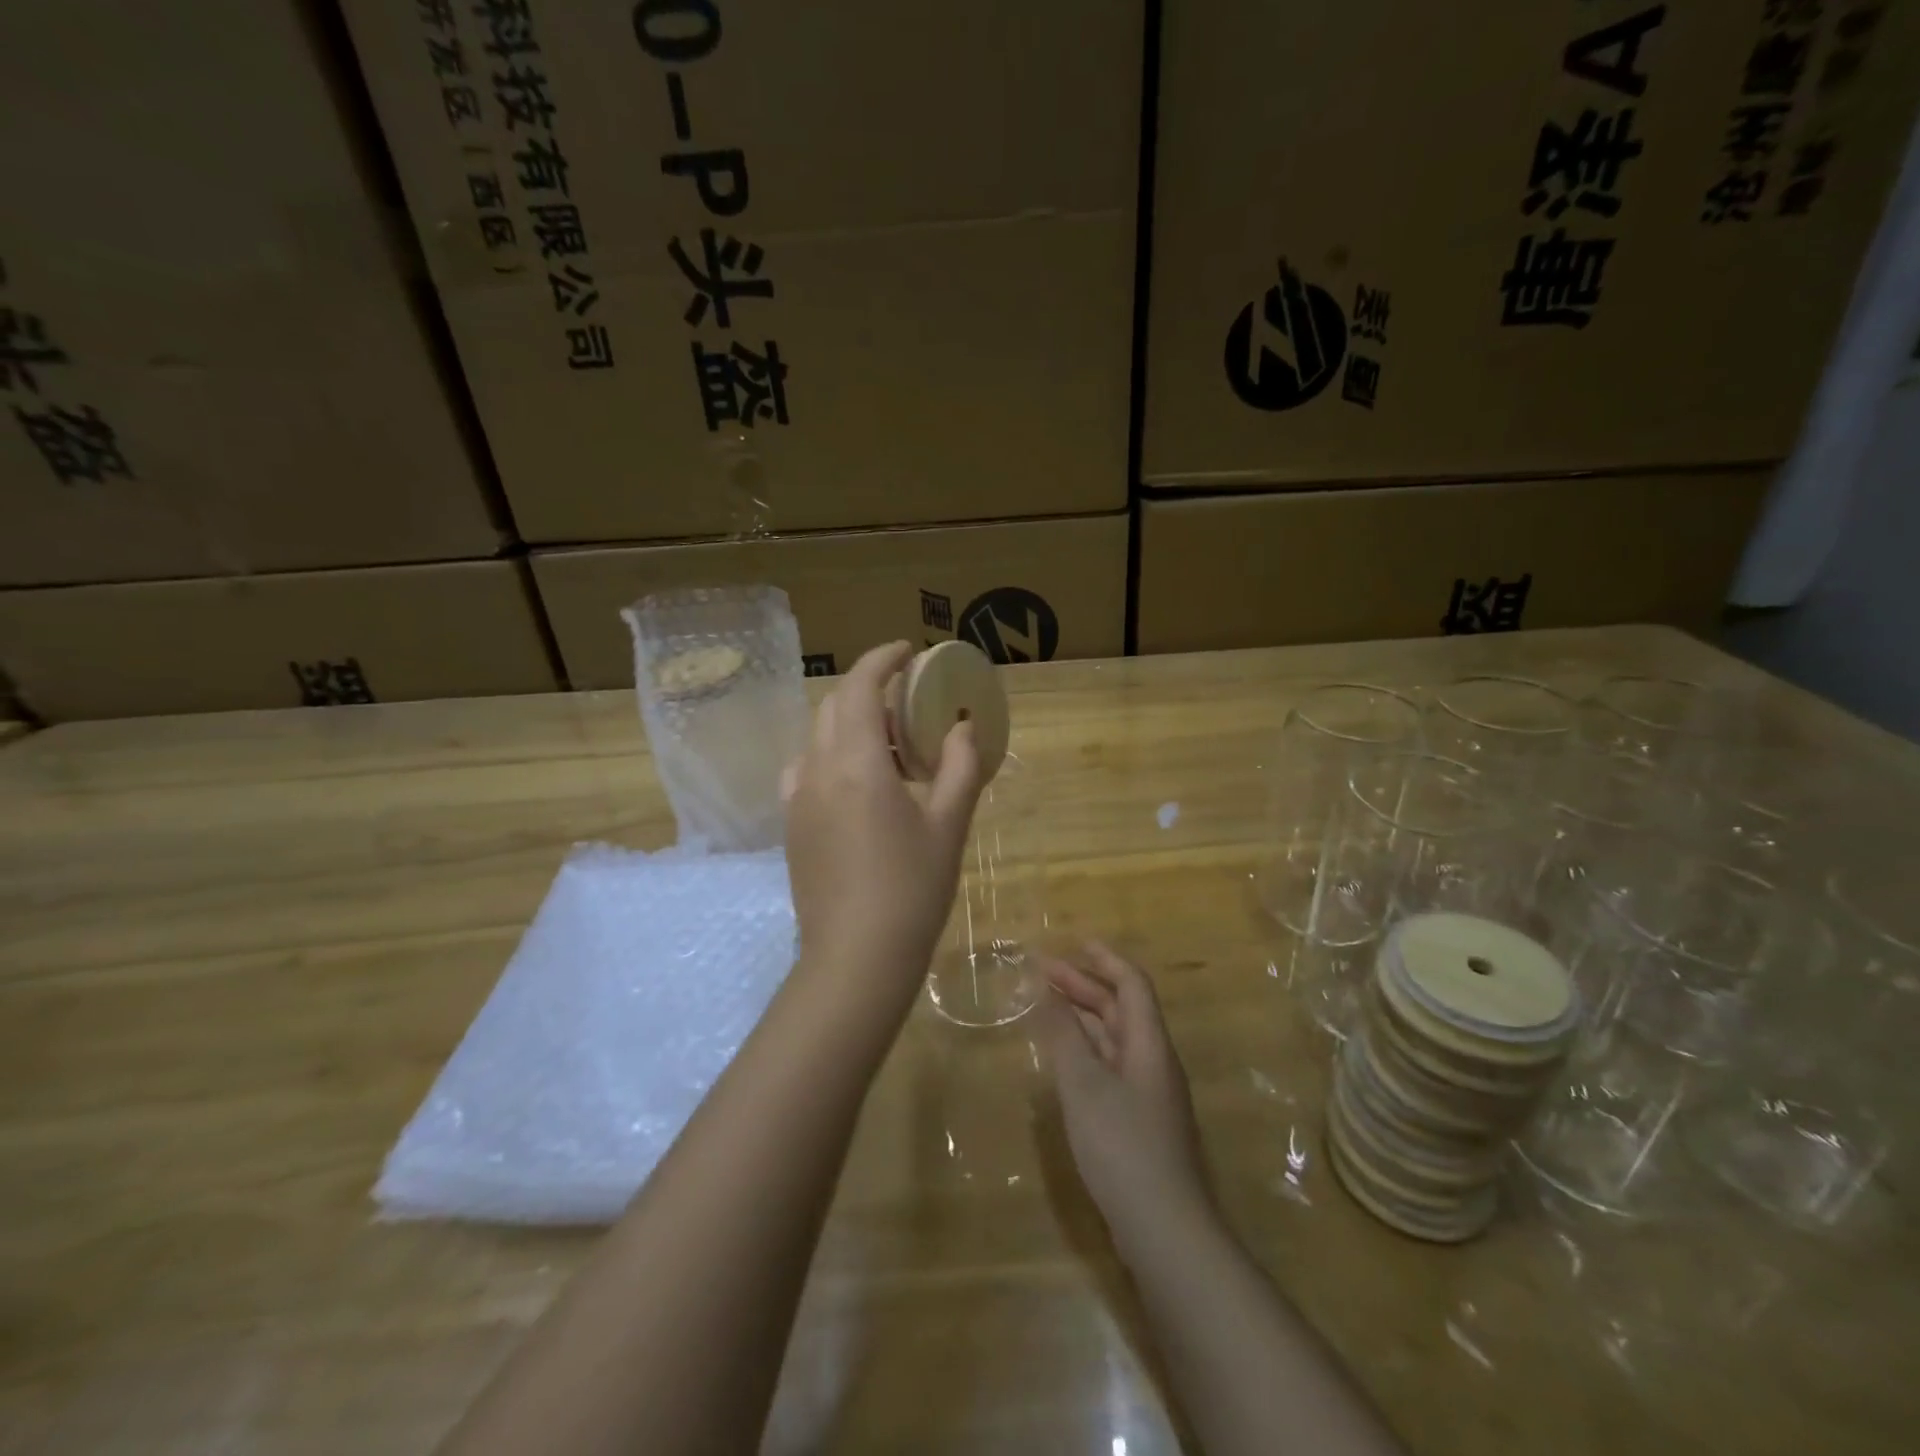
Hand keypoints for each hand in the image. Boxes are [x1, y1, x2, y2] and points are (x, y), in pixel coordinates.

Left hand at [783, 641, 983, 1006]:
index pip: (860, 687)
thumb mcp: (948, 825)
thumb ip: (960, 767)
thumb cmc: (912, 889)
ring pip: (818, 737)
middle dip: (868, 688)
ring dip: (850, 723)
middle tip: (908, 700)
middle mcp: (818, 770)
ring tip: (889, 745)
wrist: (856, 958)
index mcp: (858, 764)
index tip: (907, 651)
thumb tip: (964, 726)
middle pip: (835, 707)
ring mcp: (797, 798)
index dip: (881, 659)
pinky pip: (807, 769)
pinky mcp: (791, 825)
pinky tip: (858, 783)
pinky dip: (832, 755)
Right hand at [1039, 942, 1214, 1256]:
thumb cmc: (1122, 1145)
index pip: (1132, 984)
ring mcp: (1148, 1093)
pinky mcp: (1138, 1120)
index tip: (1074, 943)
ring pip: (1114, 1038)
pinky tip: (1062, 1058)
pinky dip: (1085, 1050)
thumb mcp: (1084, 1085)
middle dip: (1084, 985)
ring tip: (1045, 1005)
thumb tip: (1046, 992)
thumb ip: (1063, 1036)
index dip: (1105, 960)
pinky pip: (1110, 1066)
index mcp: (1148, 1044)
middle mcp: (1152, 1061)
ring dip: (1082, 1017)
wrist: (1164, 1227)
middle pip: (1121, 1009)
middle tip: (1042, 972)